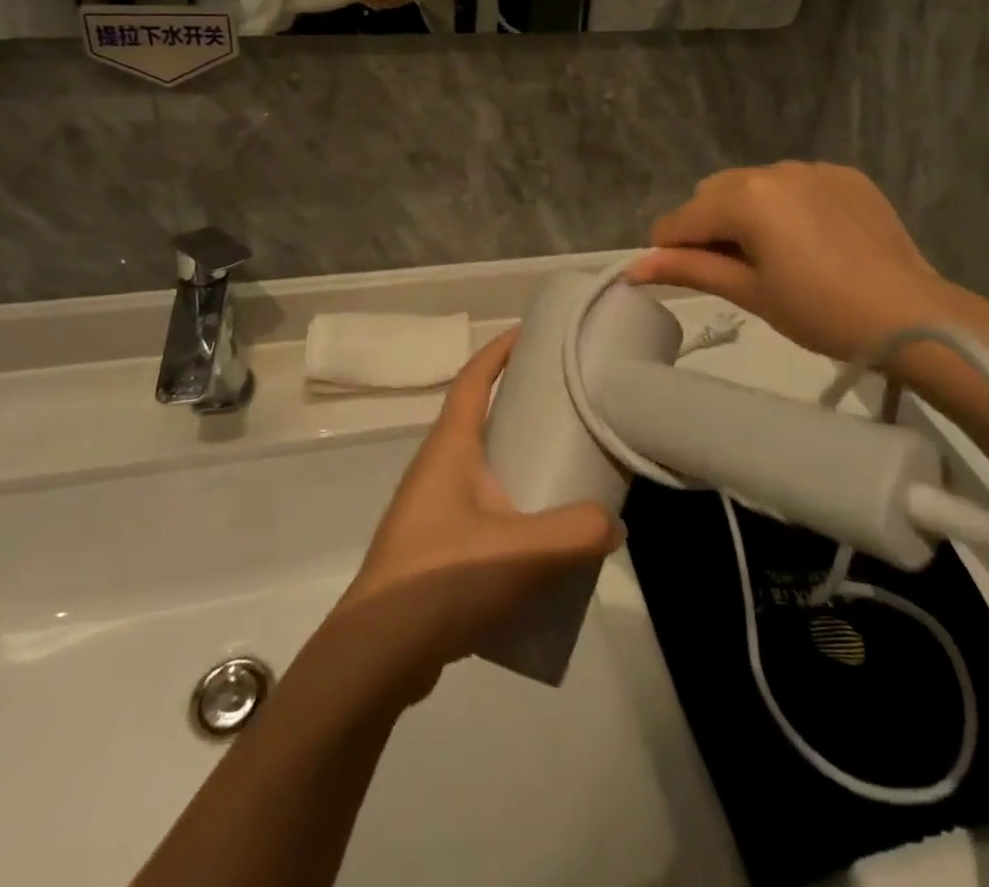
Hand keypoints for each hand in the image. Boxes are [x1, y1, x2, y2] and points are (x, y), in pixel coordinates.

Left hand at [329, 330, 623, 701]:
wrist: (375, 658)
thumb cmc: (443, 578)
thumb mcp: (523, 550)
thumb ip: (577, 532)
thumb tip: (612, 525)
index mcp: (450, 448)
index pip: (473, 380)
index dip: (498, 350)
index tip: (530, 332)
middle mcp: (436, 469)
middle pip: (480, 421)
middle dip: (519, 408)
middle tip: (566, 409)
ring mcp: (430, 512)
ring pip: (481, 472)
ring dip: (516, 465)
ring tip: (562, 476)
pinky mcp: (432, 552)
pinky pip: (478, 514)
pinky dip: (509, 512)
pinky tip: (537, 544)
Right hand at [627, 162, 946, 362]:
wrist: (910, 315)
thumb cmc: (819, 311)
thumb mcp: (749, 292)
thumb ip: (689, 269)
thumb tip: (633, 268)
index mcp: (746, 197)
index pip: (681, 218)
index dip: (669, 249)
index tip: (680, 276)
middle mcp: (775, 168)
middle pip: (714, 193)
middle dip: (709, 226)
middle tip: (734, 270)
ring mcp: (814, 168)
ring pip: (754, 184)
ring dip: (747, 212)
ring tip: (775, 255)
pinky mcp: (845, 175)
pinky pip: (795, 183)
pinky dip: (787, 205)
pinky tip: (811, 240)